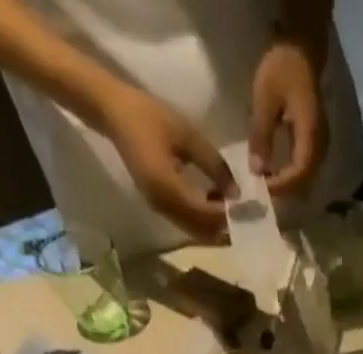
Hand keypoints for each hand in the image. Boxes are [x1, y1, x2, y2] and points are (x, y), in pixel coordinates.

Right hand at [99, 85, 234, 238]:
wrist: (112, 112)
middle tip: (247, 216)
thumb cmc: (148, 116)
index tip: (249, 209)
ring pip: (196, 231)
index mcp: (168, 189)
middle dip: (226, 227)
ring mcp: (160, 209)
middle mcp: (164, 207)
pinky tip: (215, 203)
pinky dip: (204, 220)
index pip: (207, 214)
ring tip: (234, 210)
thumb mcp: (187, 135)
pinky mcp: (159, 206)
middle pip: (203, 231)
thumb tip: (237, 193)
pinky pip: (187, 223)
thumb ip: (214, 165)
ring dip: (216, 226)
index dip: (229, 215)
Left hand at [249, 39, 325, 197]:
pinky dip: (290, 177)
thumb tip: (256, 171)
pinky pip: (304, 170)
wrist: (301, 50)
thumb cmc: (283, 69)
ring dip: (287, 186)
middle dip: (284, 191)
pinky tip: (275, 175)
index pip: (300, 173)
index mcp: (311, 136)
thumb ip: (261, 135)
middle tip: (262, 193)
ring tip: (267, 187)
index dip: (282, 185)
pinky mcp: (315, 145)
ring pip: (306, 179)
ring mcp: (320, 147)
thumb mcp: (265, 98)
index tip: (262, 188)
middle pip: (305, 182)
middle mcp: (320, 148)